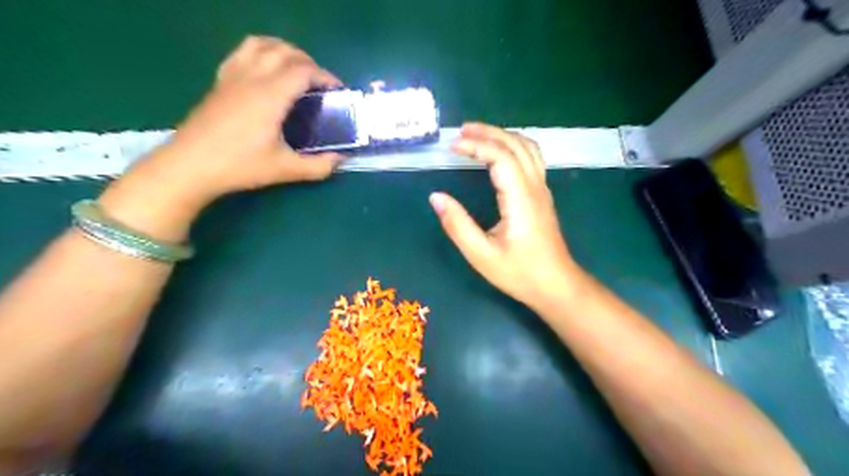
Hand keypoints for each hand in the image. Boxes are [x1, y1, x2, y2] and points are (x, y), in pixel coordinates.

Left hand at [98, 37, 339, 241]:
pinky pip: (242, 52)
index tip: (337, 91)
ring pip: (262, 44)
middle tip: (321, 85)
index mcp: (270, 96)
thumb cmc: (240, 166)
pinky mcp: (220, 81)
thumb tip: (341, 159)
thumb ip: (319, 166)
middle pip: (285, 52)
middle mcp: (252, 77)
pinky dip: (261, 51)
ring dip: (285, 51)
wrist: (191, 165)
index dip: (325, 77)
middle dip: (310, 63)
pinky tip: (267, 70)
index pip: (303, 70)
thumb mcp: (285, 170)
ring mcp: (233, 76)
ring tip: (297, 71)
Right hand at [431, 123, 591, 307]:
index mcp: (520, 199)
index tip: (452, 146)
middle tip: (461, 131)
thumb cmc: (520, 273)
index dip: (476, 146)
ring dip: (503, 136)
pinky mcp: (542, 196)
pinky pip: (531, 159)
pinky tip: (499, 153)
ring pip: (527, 148)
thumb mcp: (481, 255)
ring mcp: (542, 190)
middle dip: (488, 132)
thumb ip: (458, 225)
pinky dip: (513, 146)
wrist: (556, 285)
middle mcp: (535, 187)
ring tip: (478, 135)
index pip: (500, 157)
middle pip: (516, 145)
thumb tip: (436, 197)